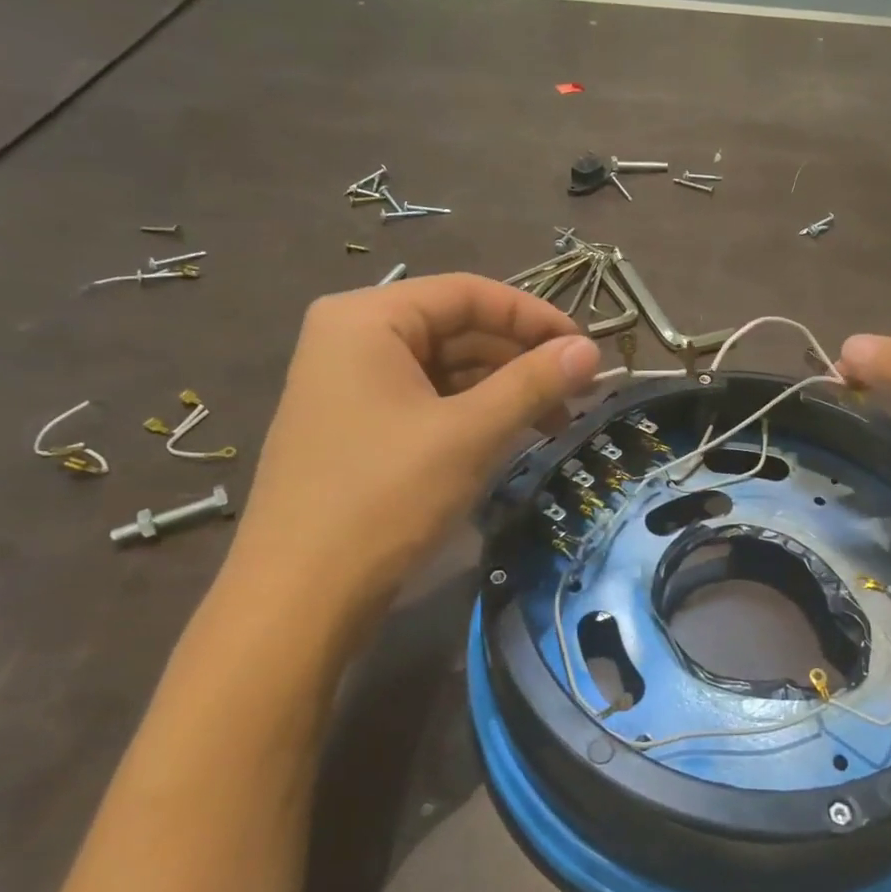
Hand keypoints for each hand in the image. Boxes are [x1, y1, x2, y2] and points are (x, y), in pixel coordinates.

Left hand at [215, 274, 600, 649]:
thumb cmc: (383, 497)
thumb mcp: (470, 433)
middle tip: (579, 390)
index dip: (535, 316)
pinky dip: (474, 413)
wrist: (299, 598)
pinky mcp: (357, 426)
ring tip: (556, 419)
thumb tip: (591, 350)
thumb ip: (533, 382)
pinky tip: (513, 435)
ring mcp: (350, 385)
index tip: (585, 349)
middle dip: (522, 357)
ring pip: (446, 368)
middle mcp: (352, 338)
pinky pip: (428, 400)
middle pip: (457, 328)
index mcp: (367, 318)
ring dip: (504, 388)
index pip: (468, 293)